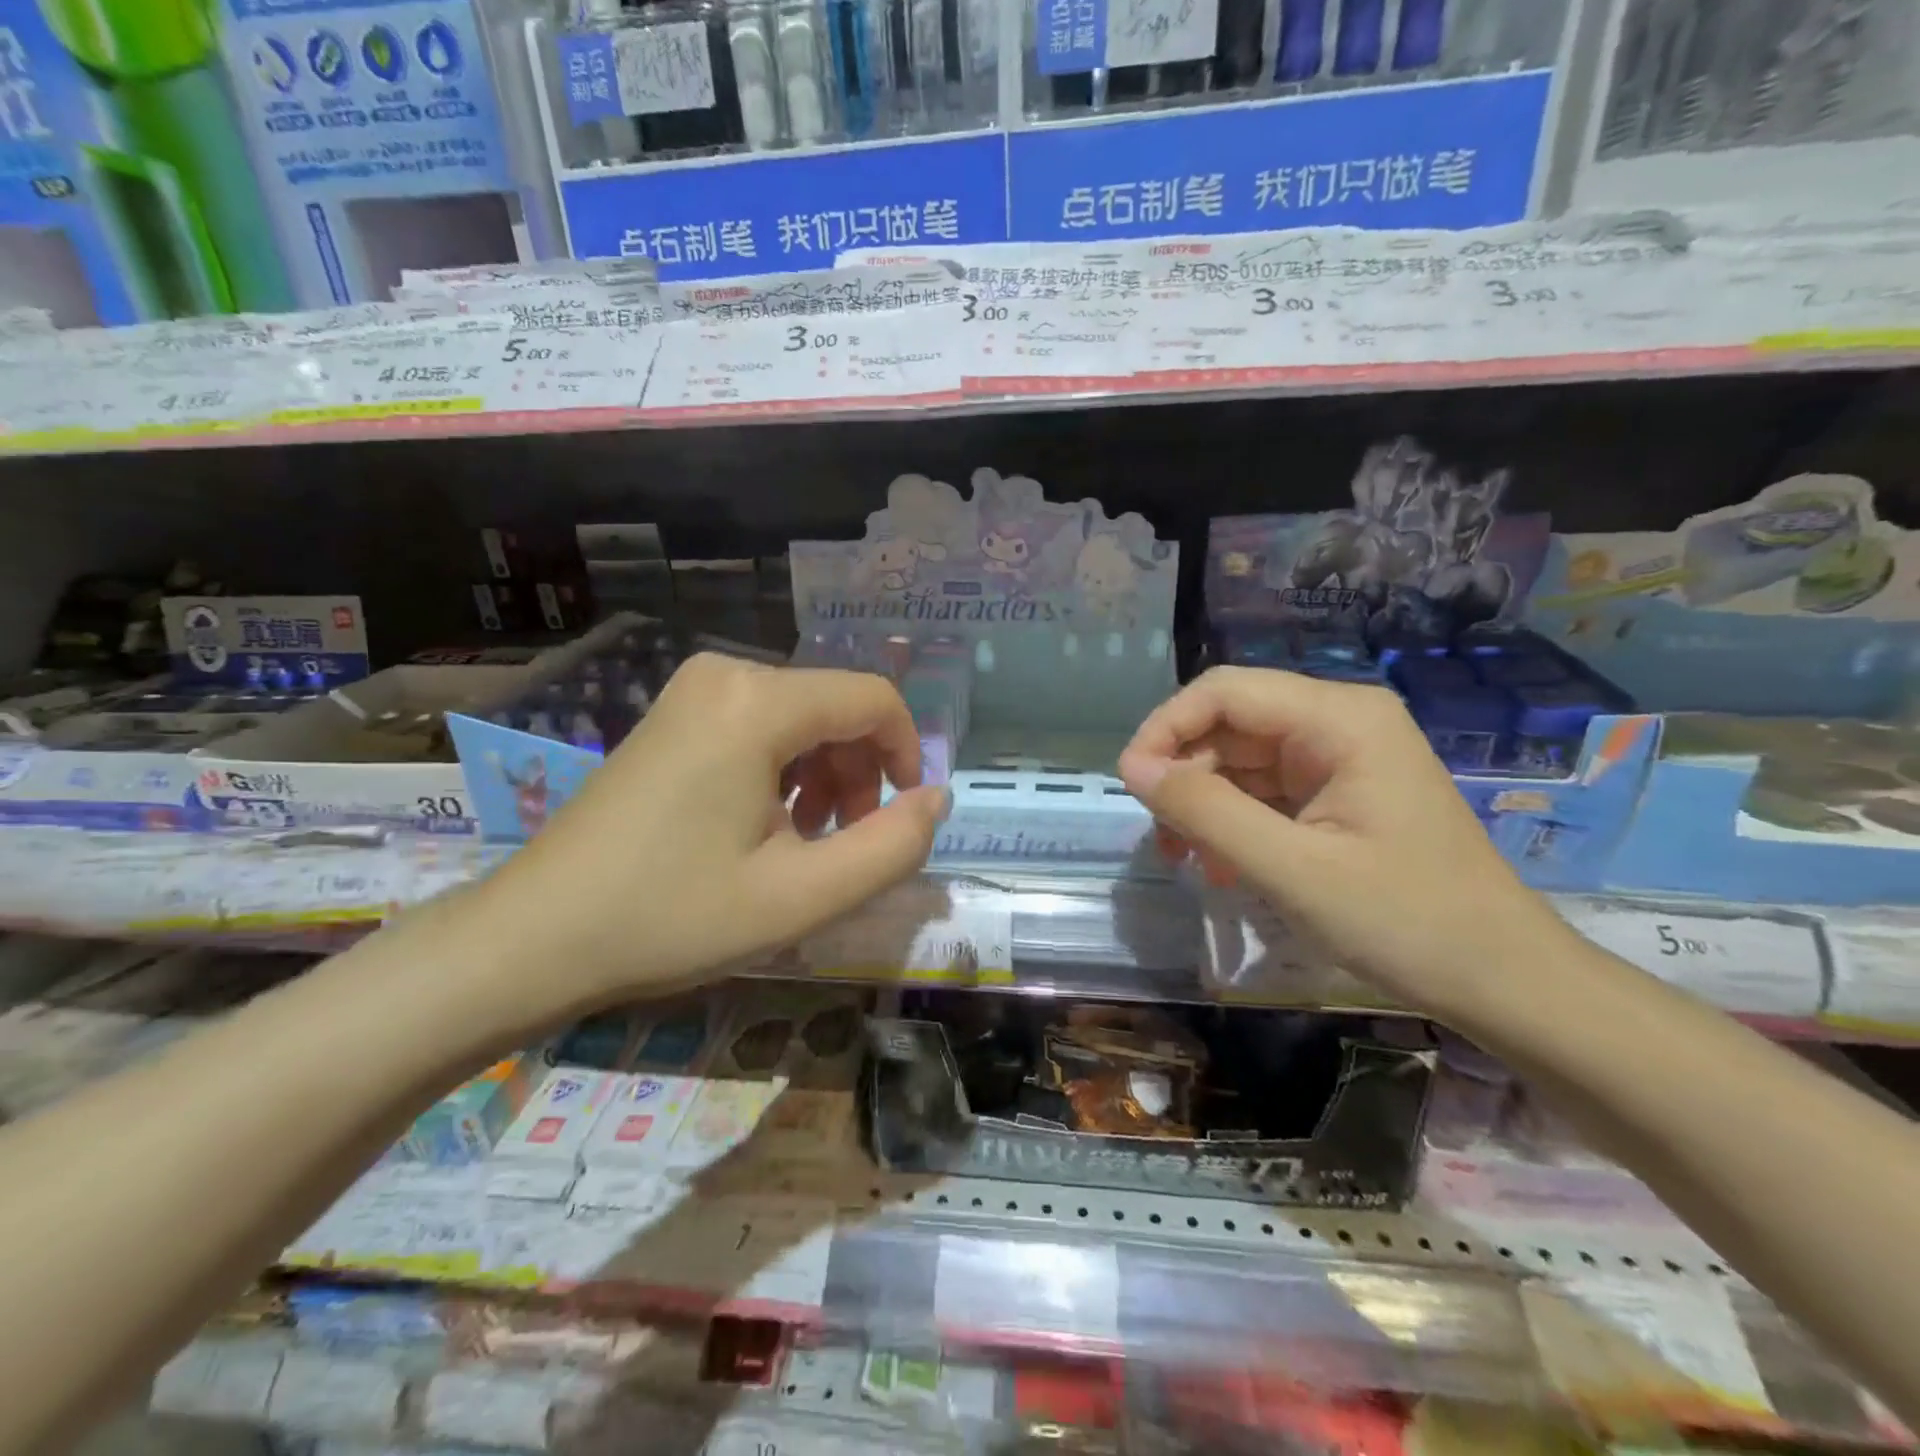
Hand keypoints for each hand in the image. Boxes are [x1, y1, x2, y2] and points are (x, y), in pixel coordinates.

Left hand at [472, 654, 947, 1016]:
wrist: (536, 935)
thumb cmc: (672, 916)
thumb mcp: (801, 896)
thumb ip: (891, 846)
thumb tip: (937, 799)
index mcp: (757, 703)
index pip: (874, 698)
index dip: (907, 754)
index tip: (903, 818)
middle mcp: (726, 674)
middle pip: (836, 708)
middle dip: (859, 775)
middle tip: (842, 846)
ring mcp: (693, 690)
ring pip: (802, 719)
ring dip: (824, 778)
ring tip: (803, 845)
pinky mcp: (676, 714)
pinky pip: (760, 726)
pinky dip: (784, 771)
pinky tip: (764, 827)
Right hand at [1117, 666, 1571, 1017]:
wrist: (1503, 981)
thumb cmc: (1405, 921)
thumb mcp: (1290, 869)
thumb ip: (1206, 811)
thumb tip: (1133, 767)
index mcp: (1339, 718)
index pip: (1223, 692)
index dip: (1166, 728)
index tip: (1131, 785)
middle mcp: (1337, 722)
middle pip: (1228, 725)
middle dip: (1185, 777)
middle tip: (1164, 842)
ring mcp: (1337, 758)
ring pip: (1238, 760)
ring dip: (1204, 806)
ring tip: (1190, 863)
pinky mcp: (1335, 792)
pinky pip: (1262, 791)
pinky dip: (1232, 824)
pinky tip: (1224, 868)